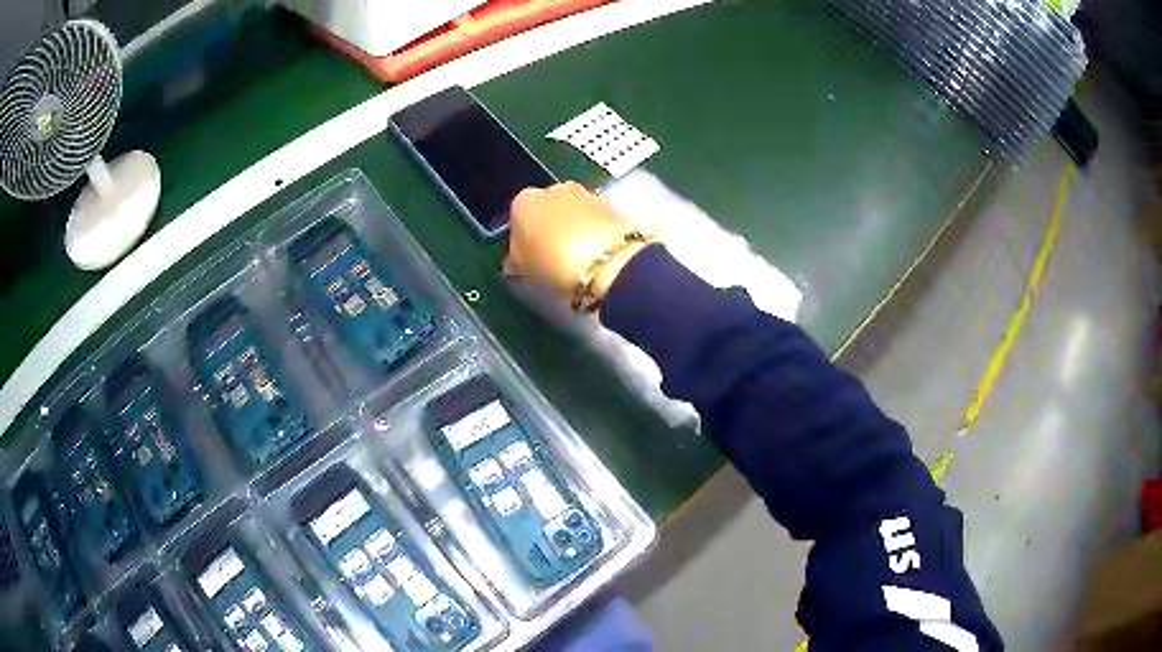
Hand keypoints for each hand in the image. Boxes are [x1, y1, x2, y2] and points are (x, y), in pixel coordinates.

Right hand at [505, 182, 645, 303]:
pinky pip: (597, 219)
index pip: (518, 218)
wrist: (606, 261)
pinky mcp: (612, 205)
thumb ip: (516, 259)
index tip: (530, 258)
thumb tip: (516, 260)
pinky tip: (599, 253)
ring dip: (575, 227)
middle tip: (555, 257)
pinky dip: (596, 231)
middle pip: (548, 209)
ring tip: (580, 259)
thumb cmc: (552, 264)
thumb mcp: (523, 269)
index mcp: (524, 201)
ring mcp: (586, 194)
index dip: (523, 239)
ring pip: (574, 211)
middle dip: (551, 227)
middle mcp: (554, 189)